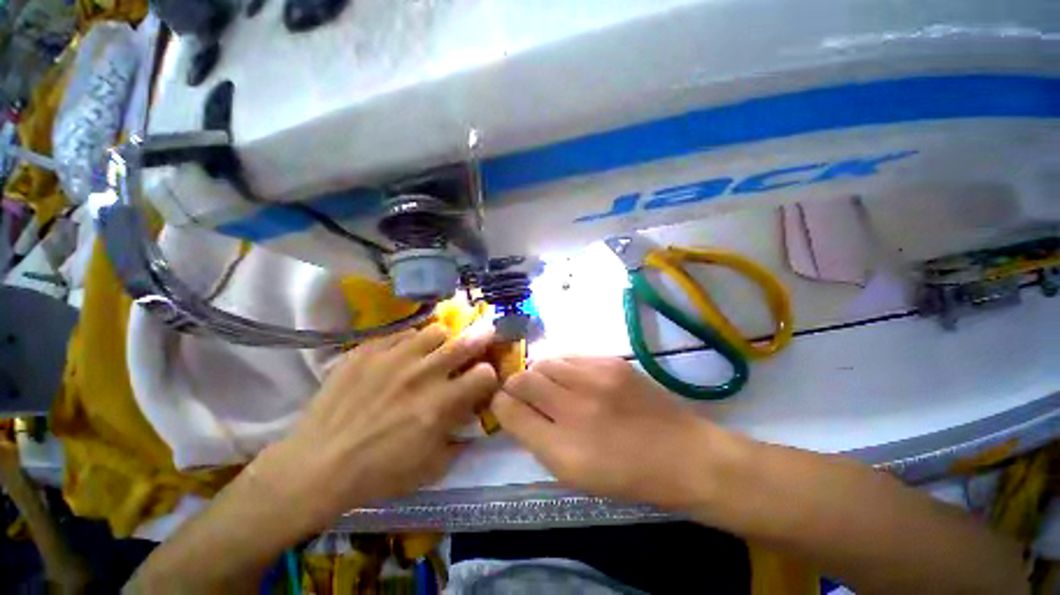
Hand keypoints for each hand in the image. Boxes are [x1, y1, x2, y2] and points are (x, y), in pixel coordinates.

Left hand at [254, 325, 498, 532]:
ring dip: (443, 340)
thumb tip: (473, 421)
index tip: (484, 378)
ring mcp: (394, 357)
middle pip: (465, 343)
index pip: (484, 374)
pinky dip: (409, 342)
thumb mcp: (431, 468)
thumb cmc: (379, 473)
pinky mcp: (368, 350)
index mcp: (442, 403)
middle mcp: (424, 373)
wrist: (317, 464)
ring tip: (436, 349)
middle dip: (482, 337)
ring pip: (435, 331)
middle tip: (487, 331)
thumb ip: (461, 440)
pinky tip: (402, 355)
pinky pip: (401, 334)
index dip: (489, 375)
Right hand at [492, 357, 729, 509]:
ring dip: (540, 373)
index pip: (509, 410)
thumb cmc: (626, 475)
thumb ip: (537, 440)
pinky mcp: (611, 362)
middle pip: (523, 378)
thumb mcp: (574, 474)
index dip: (499, 403)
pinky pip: (570, 356)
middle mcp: (575, 407)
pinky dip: (562, 367)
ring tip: (551, 387)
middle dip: (516, 385)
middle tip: (525, 394)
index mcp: (562, 448)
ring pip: (545, 362)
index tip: (502, 403)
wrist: (683, 454)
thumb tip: (513, 410)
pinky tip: (573, 379)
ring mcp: (595, 378)